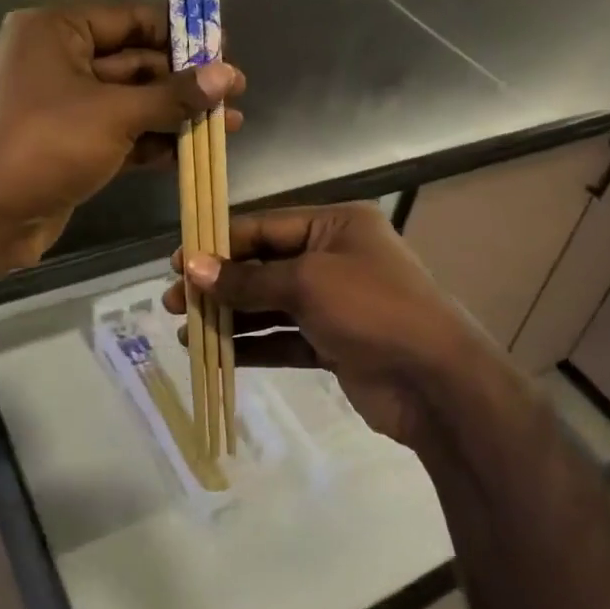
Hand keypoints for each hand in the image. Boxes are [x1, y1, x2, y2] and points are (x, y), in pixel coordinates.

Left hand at [0, 2, 244, 268]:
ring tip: (229, 123)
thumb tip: (228, 74)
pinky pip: (121, 132)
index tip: (224, 49)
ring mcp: (64, 105)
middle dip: (184, 80)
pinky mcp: (71, 144)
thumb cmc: (44, 145)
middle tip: (234, 92)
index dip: (180, 33)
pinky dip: (154, 139)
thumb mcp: (115, 114)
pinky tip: (196, 150)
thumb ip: (174, 95)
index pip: (130, 19)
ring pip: (132, 101)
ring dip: (176, 113)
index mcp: (57, 31)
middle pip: (135, 61)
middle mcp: (59, 60)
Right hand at [162, 203, 502, 451]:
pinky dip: (253, 345)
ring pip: (271, 305)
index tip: (177, 260)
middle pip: (265, 266)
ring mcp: (336, 303)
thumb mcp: (307, 283)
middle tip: (172, 301)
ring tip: (185, 330)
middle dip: (220, 284)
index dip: (220, 243)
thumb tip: (191, 267)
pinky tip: (216, 353)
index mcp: (336, 226)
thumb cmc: (372, 309)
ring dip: (231, 317)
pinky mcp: (334, 343)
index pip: (266, 227)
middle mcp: (335, 258)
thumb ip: (248, 279)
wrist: (436, 382)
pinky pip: (284, 339)